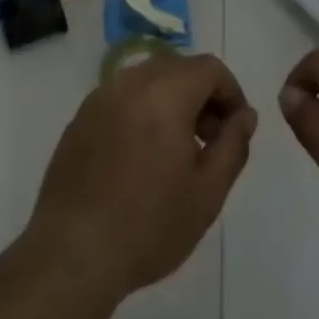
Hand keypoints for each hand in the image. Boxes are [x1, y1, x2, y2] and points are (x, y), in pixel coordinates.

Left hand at [26, 54, 256, 303]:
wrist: (73, 251)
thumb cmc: (149, 224)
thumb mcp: (208, 192)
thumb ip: (233, 145)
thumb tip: (245, 115)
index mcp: (165, 92)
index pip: (210, 68)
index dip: (231, 93)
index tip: (235, 131)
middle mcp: (131, 82)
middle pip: (178, 68)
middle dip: (202, 96)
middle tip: (209, 142)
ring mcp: (100, 97)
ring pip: (148, 80)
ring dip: (172, 102)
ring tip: (177, 152)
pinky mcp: (81, 117)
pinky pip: (122, 98)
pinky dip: (142, 111)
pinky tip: (141, 158)